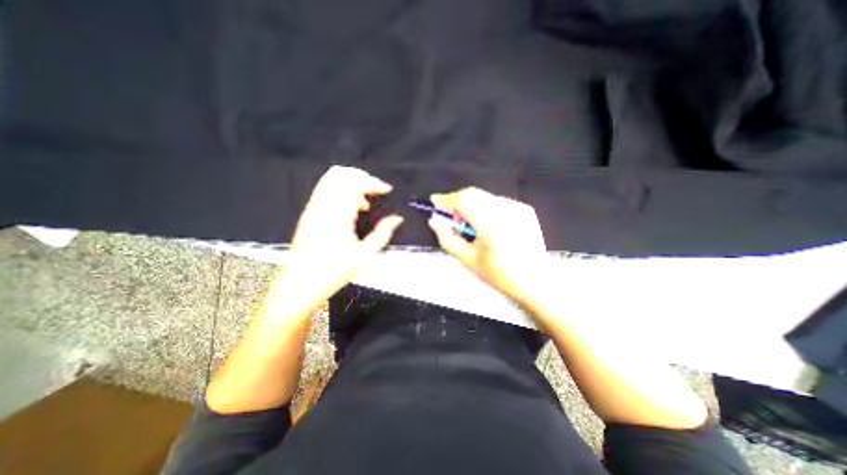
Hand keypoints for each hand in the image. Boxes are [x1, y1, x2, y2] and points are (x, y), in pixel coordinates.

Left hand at [273, 164, 401, 317]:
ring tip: (365, 200)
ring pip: (331, 179)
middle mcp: (322, 207)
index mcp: (337, 216)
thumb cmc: (332, 273)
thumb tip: (396, 219)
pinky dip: (341, 191)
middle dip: (362, 177)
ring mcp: (312, 208)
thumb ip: (382, 234)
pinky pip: (325, 190)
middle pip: (340, 174)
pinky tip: (352, 208)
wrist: (300, 285)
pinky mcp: (308, 213)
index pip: (354, 184)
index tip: (386, 189)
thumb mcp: (364, 256)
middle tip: (376, 190)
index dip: (373, 182)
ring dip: (351, 183)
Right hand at [431, 186, 549, 304]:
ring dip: (471, 207)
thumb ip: (447, 238)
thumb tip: (435, 221)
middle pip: (473, 194)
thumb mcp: (467, 259)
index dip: (446, 199)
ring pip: (483, 197)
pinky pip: (496, 202)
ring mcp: (517, 208)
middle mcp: (506, 212)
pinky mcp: (524, 209)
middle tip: (454, 221)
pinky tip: (489, 228)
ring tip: (473, 229)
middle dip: (457, 203)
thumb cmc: (500, 274)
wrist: (535, 280)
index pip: (464, 200)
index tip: (435, 203)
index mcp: (492, 226)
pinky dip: (486, 210)